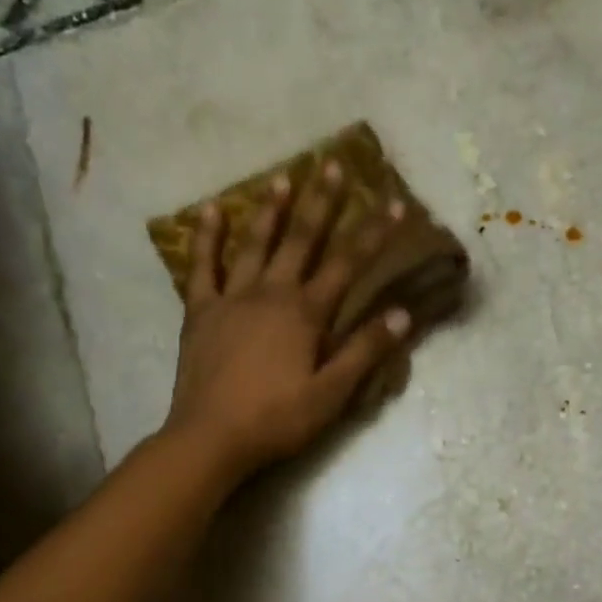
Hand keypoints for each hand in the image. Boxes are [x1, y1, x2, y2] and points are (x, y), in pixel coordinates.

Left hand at [164, 161, 410, 476]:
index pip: (348, 264)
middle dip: (321, 202)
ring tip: (283, 177)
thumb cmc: (277, 419)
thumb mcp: (331, 394)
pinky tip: (210, 210)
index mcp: (305, 314)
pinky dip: (206, 237)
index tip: (394, 202)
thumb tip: (401, 314)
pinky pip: (202, 266)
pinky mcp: (200, 312)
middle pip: (301, 240)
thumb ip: (364, 351)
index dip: (373, 233)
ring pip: (254, 243)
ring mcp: (231, 298)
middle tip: (332, 164)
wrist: (211, 437)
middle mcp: (270, 293)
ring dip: (270, 209)